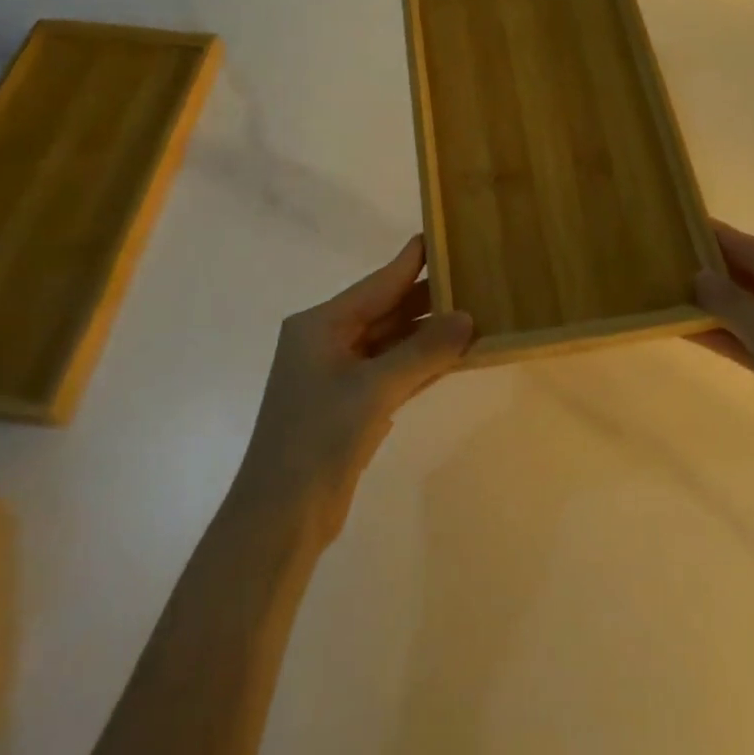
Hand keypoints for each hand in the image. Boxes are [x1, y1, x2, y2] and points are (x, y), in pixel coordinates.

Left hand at [231, 236, 471, 542]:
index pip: (377, 283)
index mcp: (320, 325)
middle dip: (427, 299)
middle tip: (472, 277)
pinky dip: (420, 364)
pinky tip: (454, 356)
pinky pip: (392, 372)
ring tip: (473, 312)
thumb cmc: (318, 438)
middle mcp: (326, 342)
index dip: (411, 262)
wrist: (280, 519)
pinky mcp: (350, 406)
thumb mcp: (374, 389)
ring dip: (428, 334)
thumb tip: (468, 317)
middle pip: (385, 311)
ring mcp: (337, 376)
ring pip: (391, 343)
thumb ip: (423, 351)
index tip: (441, 235)